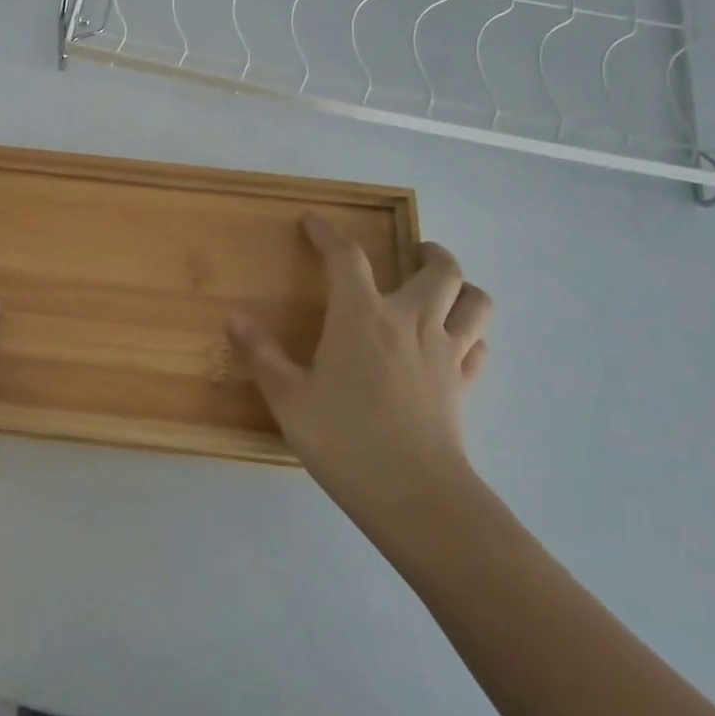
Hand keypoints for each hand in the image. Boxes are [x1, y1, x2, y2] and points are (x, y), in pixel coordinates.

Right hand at [228, 214, 490, 528]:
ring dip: (464, 287)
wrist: (413, 494)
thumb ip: (261, 354)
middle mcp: (410, 322)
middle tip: (413, 252)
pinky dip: (470, 335)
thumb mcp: (288, 398)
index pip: (347, 257)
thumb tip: (235, 318)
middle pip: (440, 269)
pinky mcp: (464, 385)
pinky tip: (454, 344)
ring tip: (443, 289)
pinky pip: (479, 347)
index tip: (313, 221)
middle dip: (429, 251)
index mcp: (362, 316)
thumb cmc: (343, 439)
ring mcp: (445, 353)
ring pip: (476, 302)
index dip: (328, 233)